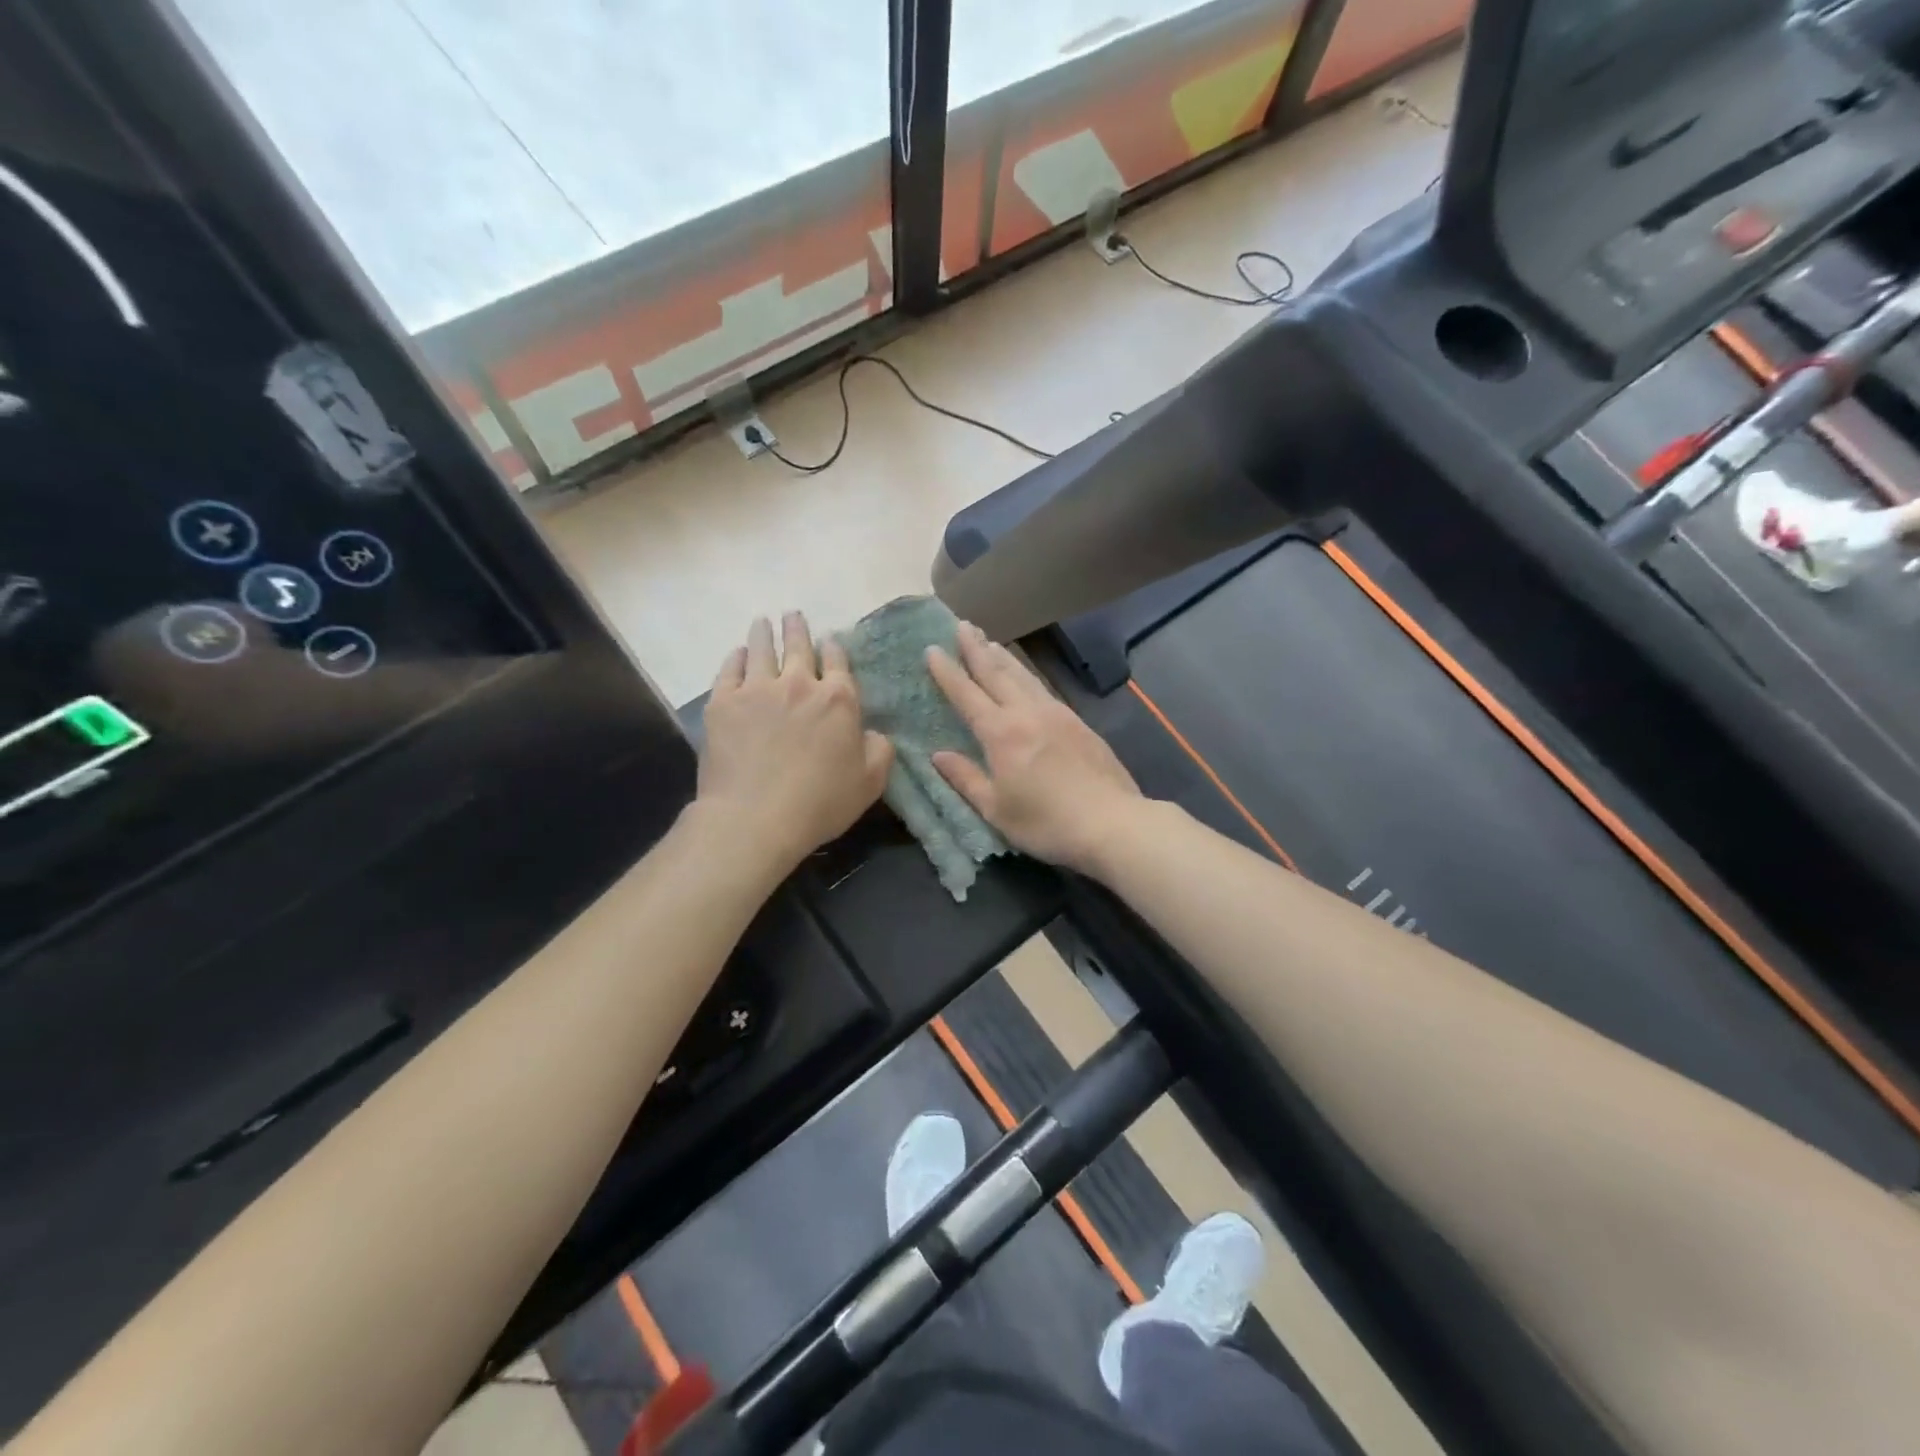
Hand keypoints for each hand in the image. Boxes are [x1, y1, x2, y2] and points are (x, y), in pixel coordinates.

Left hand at [697, 613, 892, 868]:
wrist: (755, 817)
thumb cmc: (819, 803)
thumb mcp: (870, 783)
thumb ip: (879, 751)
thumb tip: (875, 732)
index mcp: (838, 700)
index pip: (837, 662)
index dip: (834, 648)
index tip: (829, 640)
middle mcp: (798, 684)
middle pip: (798, 646)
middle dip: (797, 628)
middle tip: (792, 615)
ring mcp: (757, 689)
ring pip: (761, 649)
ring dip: (763, 633)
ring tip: (762, 622)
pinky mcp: (723, 702)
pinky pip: (729, 669)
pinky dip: (734, 657)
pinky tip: (736, 653)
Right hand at [925, 622, 1143, 874]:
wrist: (1111, 822)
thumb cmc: (1046, 822)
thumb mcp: (996, 809)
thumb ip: (966, 779)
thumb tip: (938, 755)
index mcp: (1001, 733)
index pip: (967, 694)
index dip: (947, 672)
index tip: (932, 649)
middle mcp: (1027, 713)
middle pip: (997, 673)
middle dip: (976, 649)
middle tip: (962, 625)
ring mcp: (1056, 714)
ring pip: (1023, 676)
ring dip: (1003, 656)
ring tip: (989, 640)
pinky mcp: (1077, 722)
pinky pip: (1043, 687)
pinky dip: (1027, 674)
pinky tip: (1025, 675)